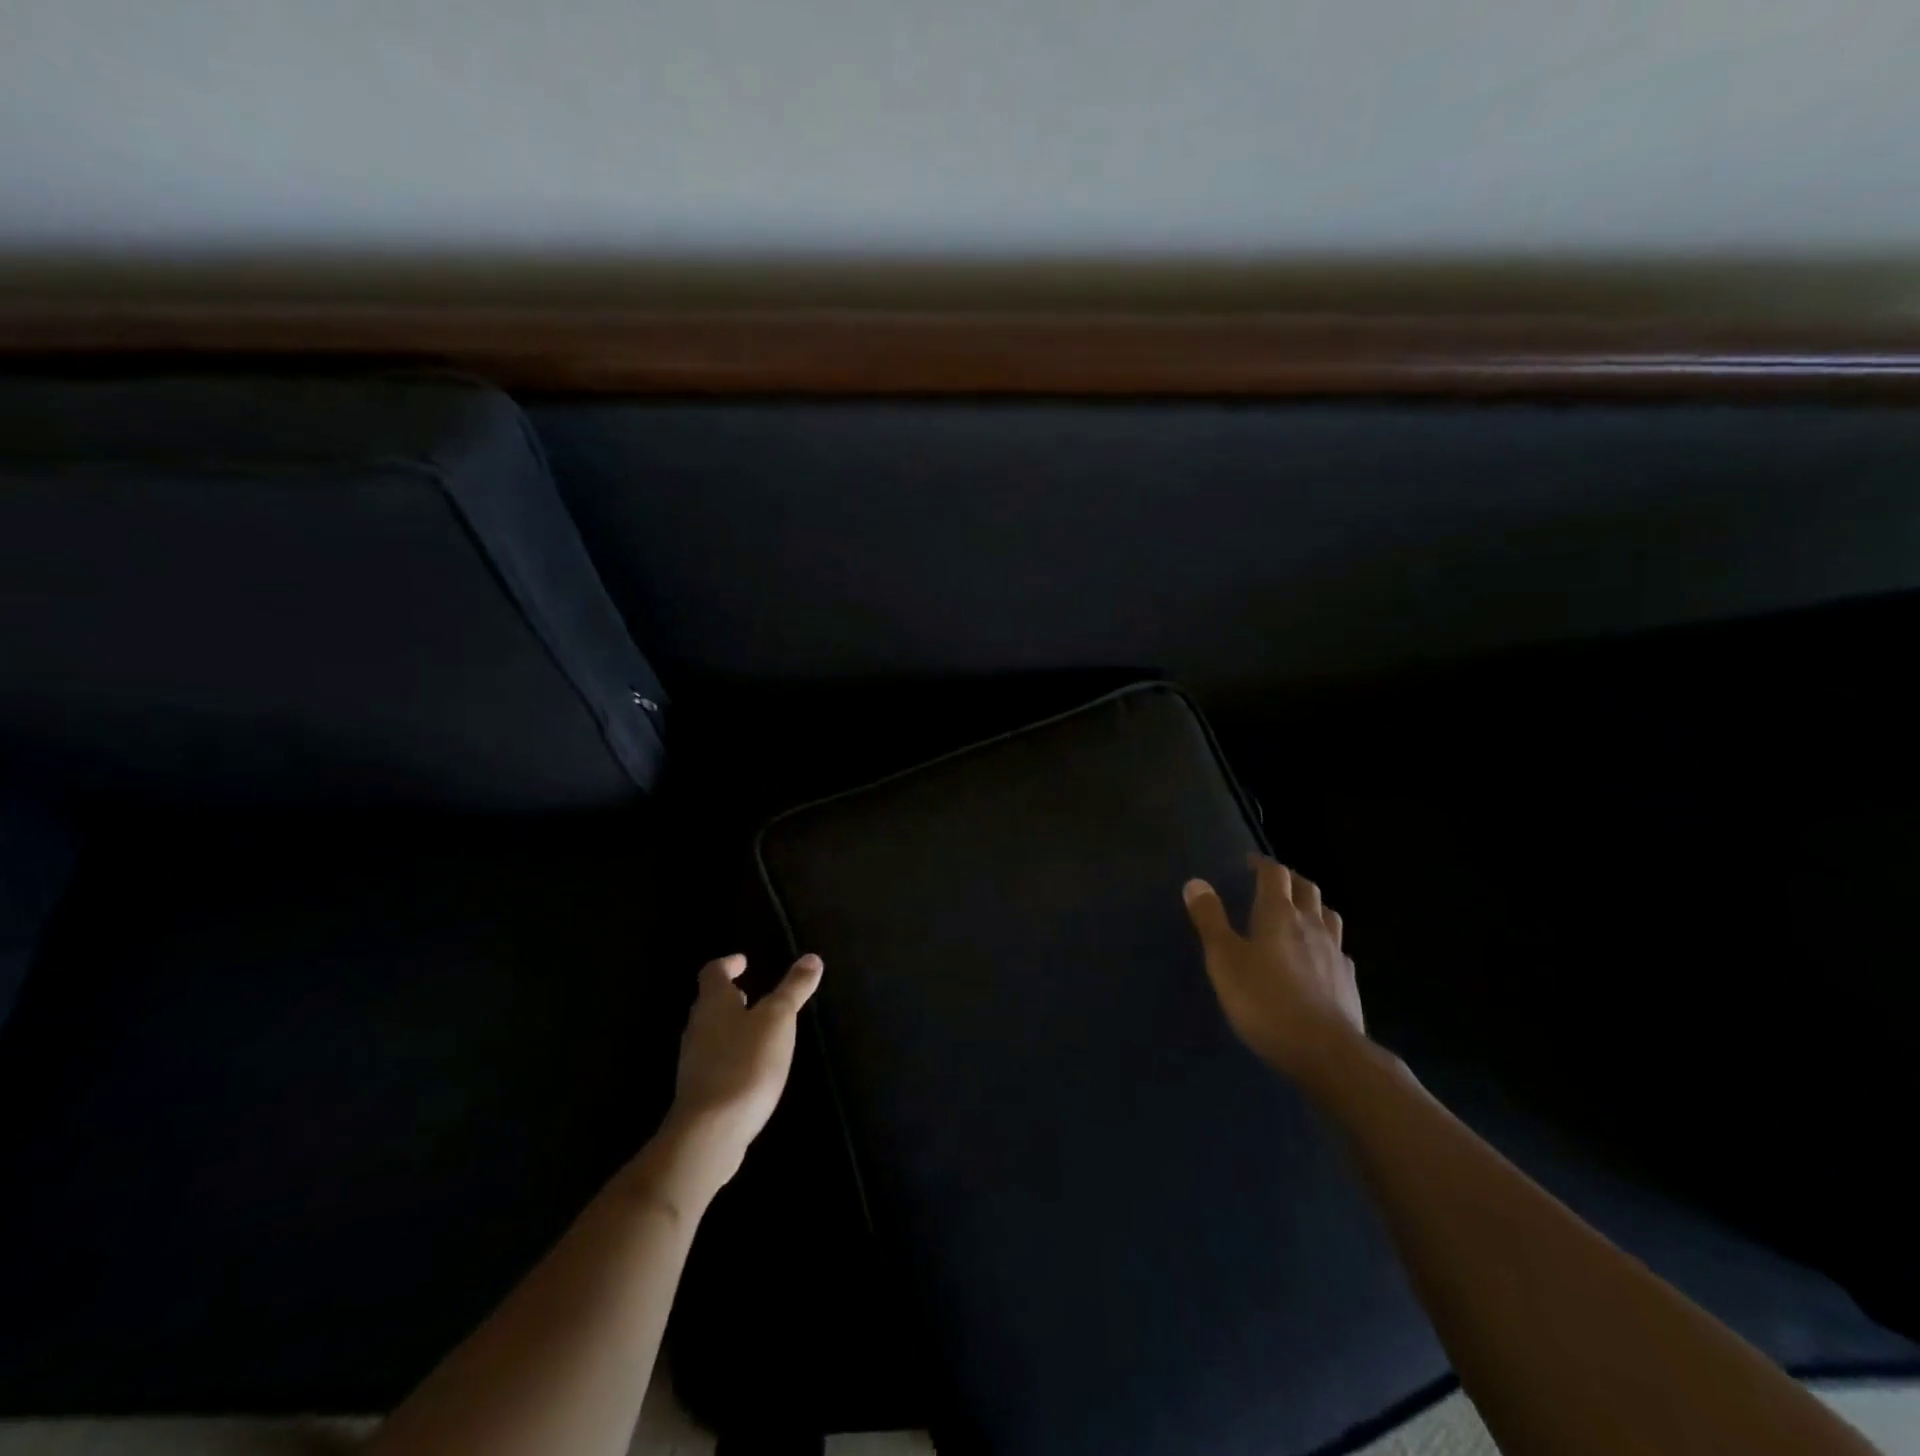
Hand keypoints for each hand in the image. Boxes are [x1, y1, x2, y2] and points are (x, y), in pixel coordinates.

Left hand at [647, 953, 823, 1205]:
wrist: (710, 1132)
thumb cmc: (745, 1063)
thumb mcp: (778, 1020)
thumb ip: (793, 989)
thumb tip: (811, 958)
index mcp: (714, 1003)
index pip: (713, 973)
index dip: (728, 964)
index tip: (743, 961)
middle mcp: (697, 1028)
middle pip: (709, 1003)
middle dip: (730, 996)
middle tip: (751, 992)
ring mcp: (694, 1062)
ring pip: (711, 1033)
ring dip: (731, 1026)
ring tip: (756, 1028)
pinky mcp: (699, 1092)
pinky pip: (714, 1061)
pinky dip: (731, 1054)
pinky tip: (750, 1067)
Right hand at [1184, 855, 1365, 1085]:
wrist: (1327, 1052)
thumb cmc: (1266, 1001)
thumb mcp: (1224, 959)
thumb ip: (1210, 920)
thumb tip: (1196, 882)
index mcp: (1279, 914)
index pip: (1275, 874)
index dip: (1262, 864)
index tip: (1250, 862)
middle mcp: (1311, 925)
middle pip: (1307, 889)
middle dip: (1289, 879)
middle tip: (1274, 881)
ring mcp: (1335, 952)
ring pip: (1328, 915)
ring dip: (1313, 905)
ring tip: (1301, 911)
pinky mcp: (1348, 980)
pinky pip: (1338, 948)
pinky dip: (1326, 941)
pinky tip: (1319, 957)